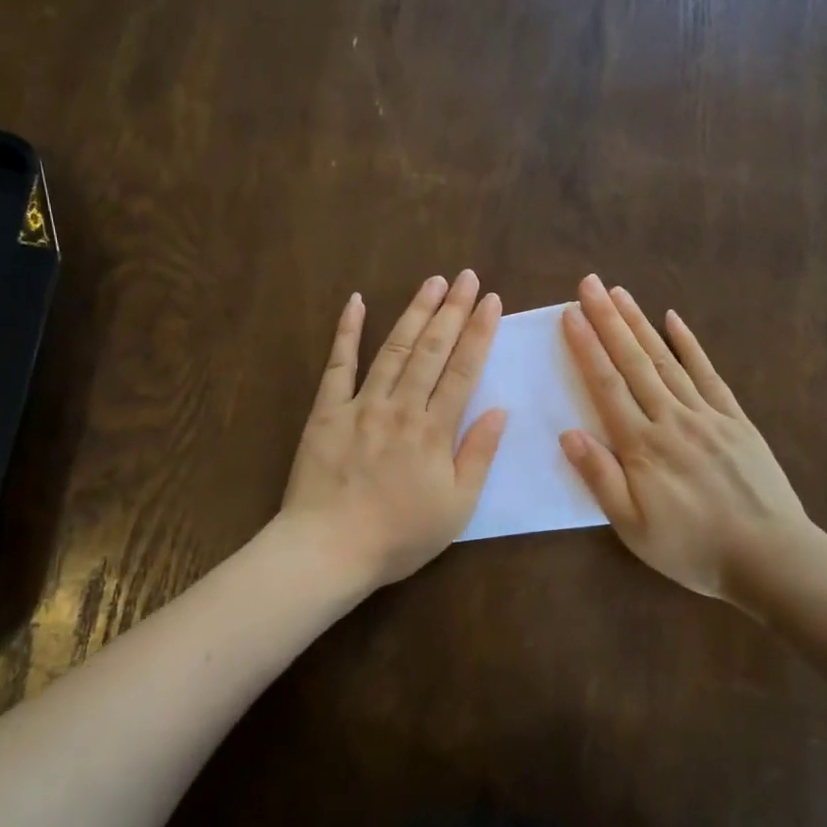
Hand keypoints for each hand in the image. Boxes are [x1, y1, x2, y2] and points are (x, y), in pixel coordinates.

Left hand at [280, 271, 507, 592]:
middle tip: (468, 277)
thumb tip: (500, 410)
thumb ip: (478, 455)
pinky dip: (347, 331)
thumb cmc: (399, 536)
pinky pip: (338, 365)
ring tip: (433, 281)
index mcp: (434, 431)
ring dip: (414, 312)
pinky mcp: (326, 411)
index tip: (492, 302)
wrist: (329, 549)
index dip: (479, 333)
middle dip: (453, 310)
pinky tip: (356, 301)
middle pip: (431, 350)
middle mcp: (400, 408)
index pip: (463, 371)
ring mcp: (361, 405)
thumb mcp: (456, 507)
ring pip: (393, 348)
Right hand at [558, 274, 819, 604]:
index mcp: (642, 446)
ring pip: (666, 360)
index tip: (570, 313)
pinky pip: (709, 374)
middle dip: (608, 320)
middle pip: (634, 361)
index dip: (586, 347)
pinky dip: (690, 344)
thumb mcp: (633, 527)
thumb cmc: (692, 548)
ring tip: (619, 292)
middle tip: (589, 283)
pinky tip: (674, 320)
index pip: (606, 385)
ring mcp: (707, 415)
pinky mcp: (735, 419)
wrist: (770, 557)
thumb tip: (568, 434)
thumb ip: (600, 478)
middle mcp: (671, 418)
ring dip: (640, 323)